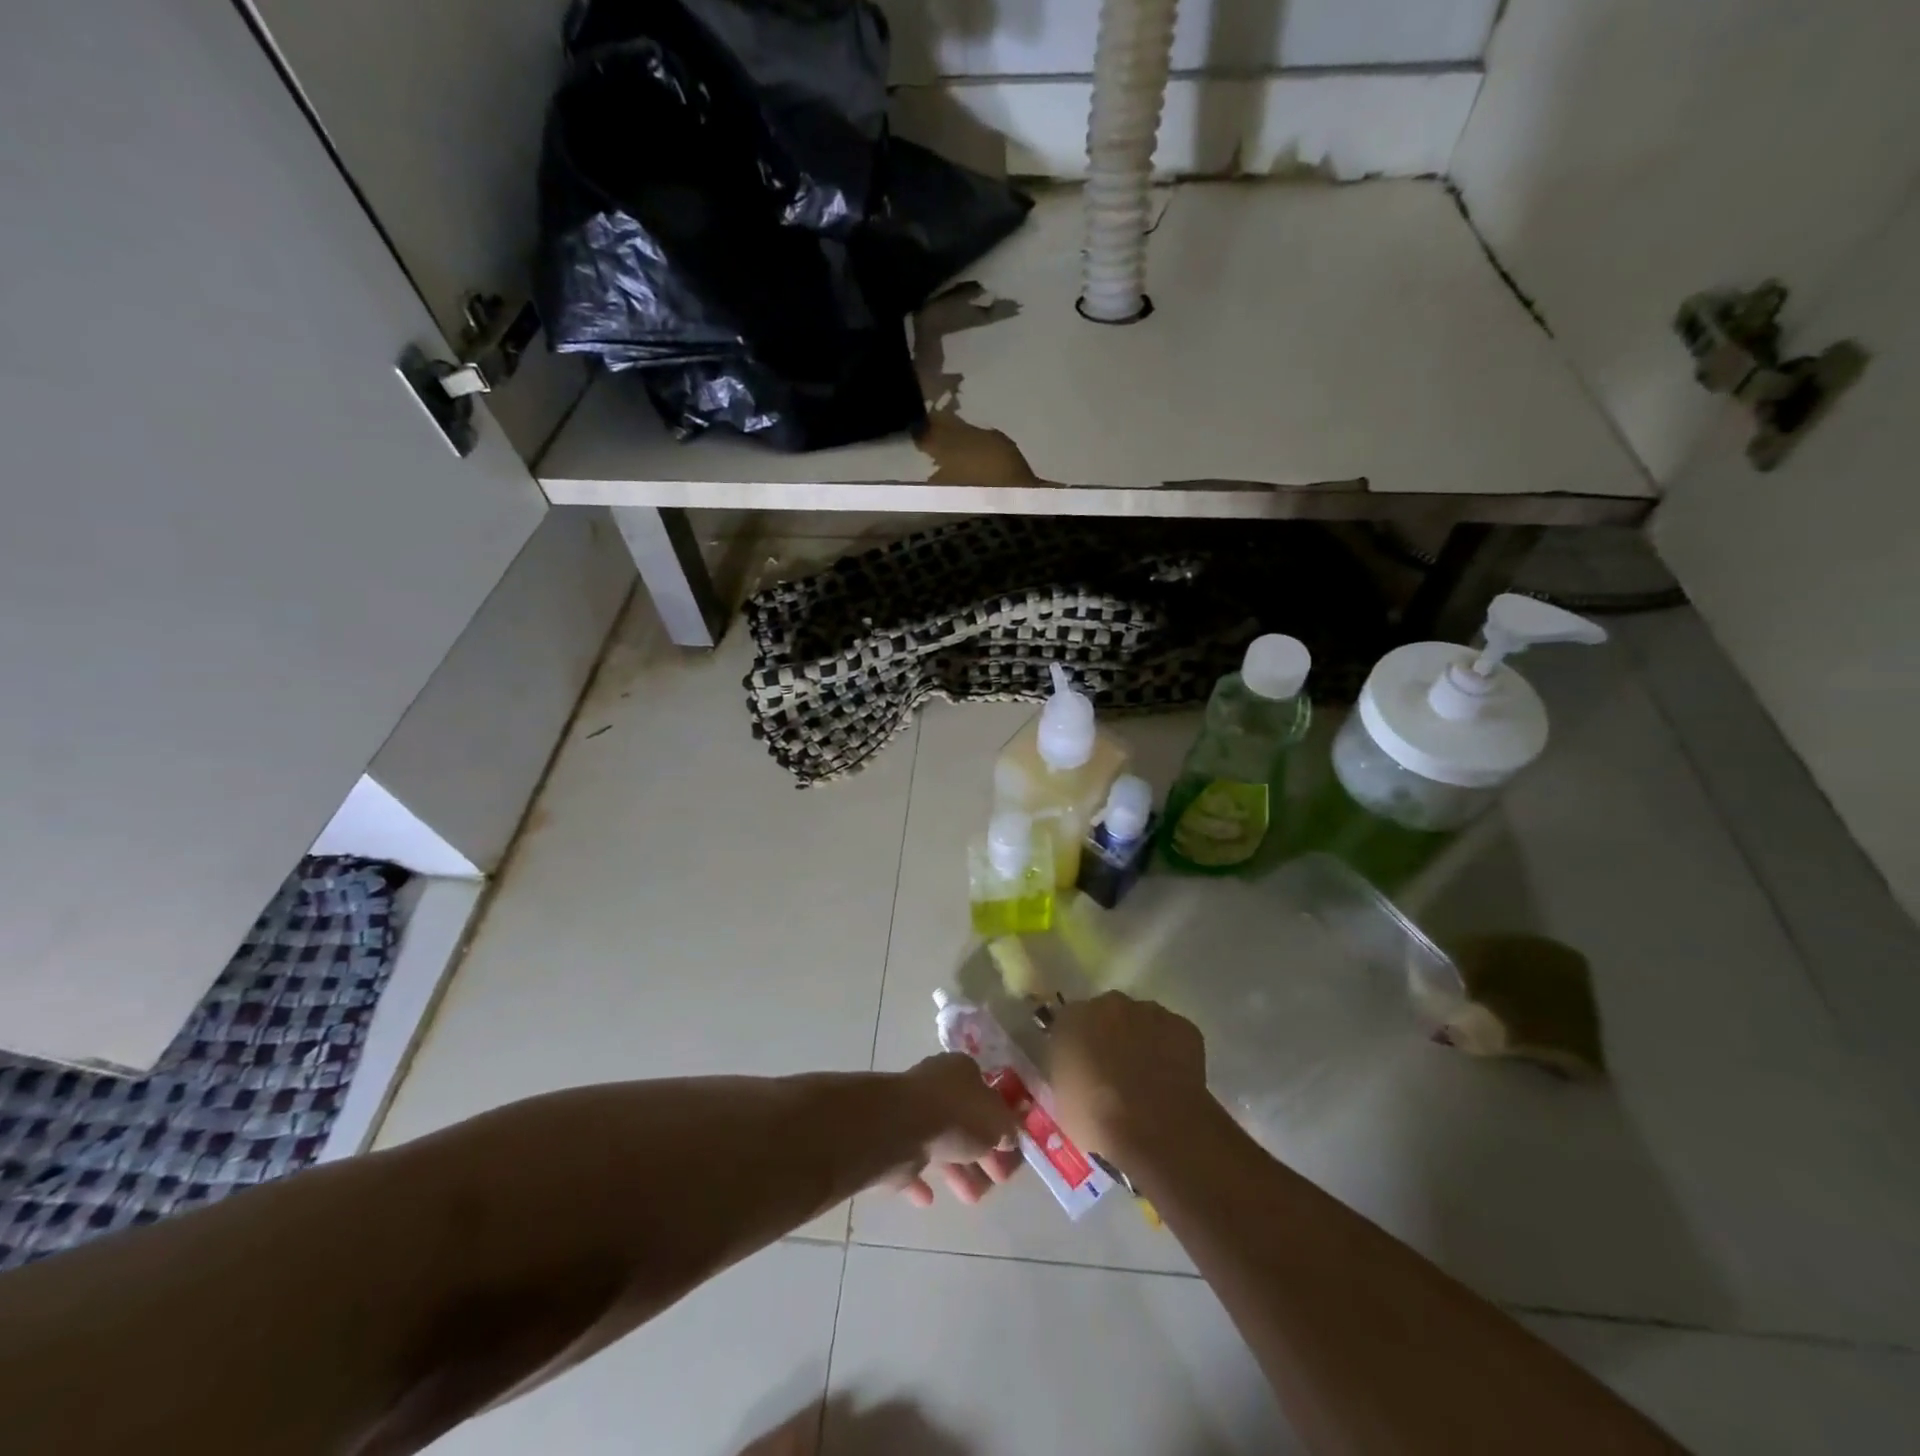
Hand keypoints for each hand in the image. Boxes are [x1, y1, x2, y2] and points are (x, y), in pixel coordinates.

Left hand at [891, 1053, 1022, 1207]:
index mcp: (961, 1070)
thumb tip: (1009, 1136)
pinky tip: (930, 1198)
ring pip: (940, 1142)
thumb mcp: (997, 1121)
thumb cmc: (955, 1116)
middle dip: (981, 1153)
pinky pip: (911, 1161)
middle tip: (997, 1180)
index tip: (1009, 1149)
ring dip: (957, 1170)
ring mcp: (911, 1112)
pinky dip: (921, 1180)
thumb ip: (1007, 1129)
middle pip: (964, 1121)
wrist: (900, 1128)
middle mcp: (935, 1085)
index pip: (986, 1093)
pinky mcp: (892, 1139)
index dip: (1000, 1122)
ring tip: (973, 1198)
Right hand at [1044, 992, 1210, 1164]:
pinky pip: (1173, 1034)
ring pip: (1143, 1021)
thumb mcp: (1062, 1097)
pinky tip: (1172, 1079)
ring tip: (1148, 1078)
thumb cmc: (1096, 1117)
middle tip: (1116, 1071)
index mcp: (1073, 1018)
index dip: (1079, 1045)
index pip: (1071, 1022)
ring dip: (1142, 1040)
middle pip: (1109, 1014)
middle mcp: (1110, 1004)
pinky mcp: (1183, 1027)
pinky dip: (1172, 1051)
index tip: (1084, 1068)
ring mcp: (1150, 1012)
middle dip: (1112, 1035)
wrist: (1153, 1128)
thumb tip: (1075, 1069)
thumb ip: (1066, 1070)